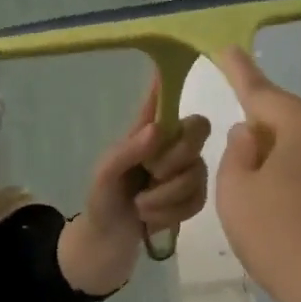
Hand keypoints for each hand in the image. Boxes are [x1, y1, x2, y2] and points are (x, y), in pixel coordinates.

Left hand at [83, 78, 211, 238]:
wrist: (108, 246)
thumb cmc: (101, 203)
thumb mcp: (104, 176)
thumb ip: (127, 151)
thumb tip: (158, 129)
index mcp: (144, 132)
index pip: (162, 98)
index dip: (174, 78)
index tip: (185, 56)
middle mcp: (169, 146)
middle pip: (198, 129)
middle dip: (175, 158)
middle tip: (150, 174)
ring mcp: (184, 172)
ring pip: (198, 171)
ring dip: (166, 196)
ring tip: (141, 206)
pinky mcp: (192, 198)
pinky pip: (199, 198)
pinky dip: (173, 212)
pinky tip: (152, 219)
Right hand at [212, 47, 300, 301]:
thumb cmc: (283, 242)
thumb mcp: (235, 197)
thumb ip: (237, 155)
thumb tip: (252, 134)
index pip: (263, 93)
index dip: (240, 73)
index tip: (228, 50)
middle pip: (300, 127)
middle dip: (277, 142)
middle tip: (256, 183)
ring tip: (297, 215)